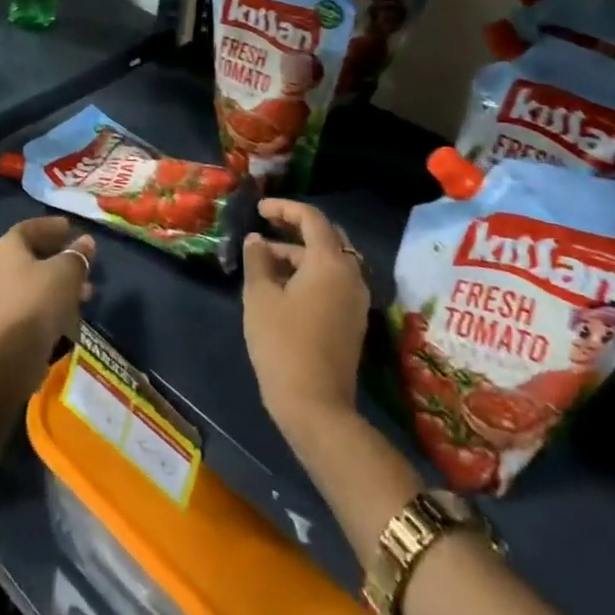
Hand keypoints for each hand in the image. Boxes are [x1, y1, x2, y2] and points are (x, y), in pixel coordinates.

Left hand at [0, 216, 94, 386]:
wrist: (11, 353)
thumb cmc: (39, 299)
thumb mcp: (67, 271)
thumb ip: (78, 254)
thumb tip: (86, 242)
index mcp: (8, 247)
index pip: (30, 227)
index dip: (51, 226)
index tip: (71, 228)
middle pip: (32, 255)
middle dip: (60, 256)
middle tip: (83, 259)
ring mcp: (0, 296)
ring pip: (35, 281)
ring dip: (60, 282)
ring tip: (87, 290)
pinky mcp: (6, 322)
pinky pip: (32, 303)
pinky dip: (52, 302)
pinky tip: (72, 312)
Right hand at [241, 199, 370, 433]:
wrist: (315, 406)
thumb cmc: (282, 343)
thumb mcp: (260, 296)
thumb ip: (258, 260)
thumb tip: (257, 240)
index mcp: (330, 263)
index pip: (312, 218)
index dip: (284, 208)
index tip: (259, 209)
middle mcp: (351, 275)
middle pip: (328, 237)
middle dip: (296, 228)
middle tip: (267, 226)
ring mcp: (356, 300)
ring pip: (330, 261)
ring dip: (300, 254)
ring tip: (265, 260)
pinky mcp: (353, 321)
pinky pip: (334, 282)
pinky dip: (310, 273)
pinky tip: (283, 286)